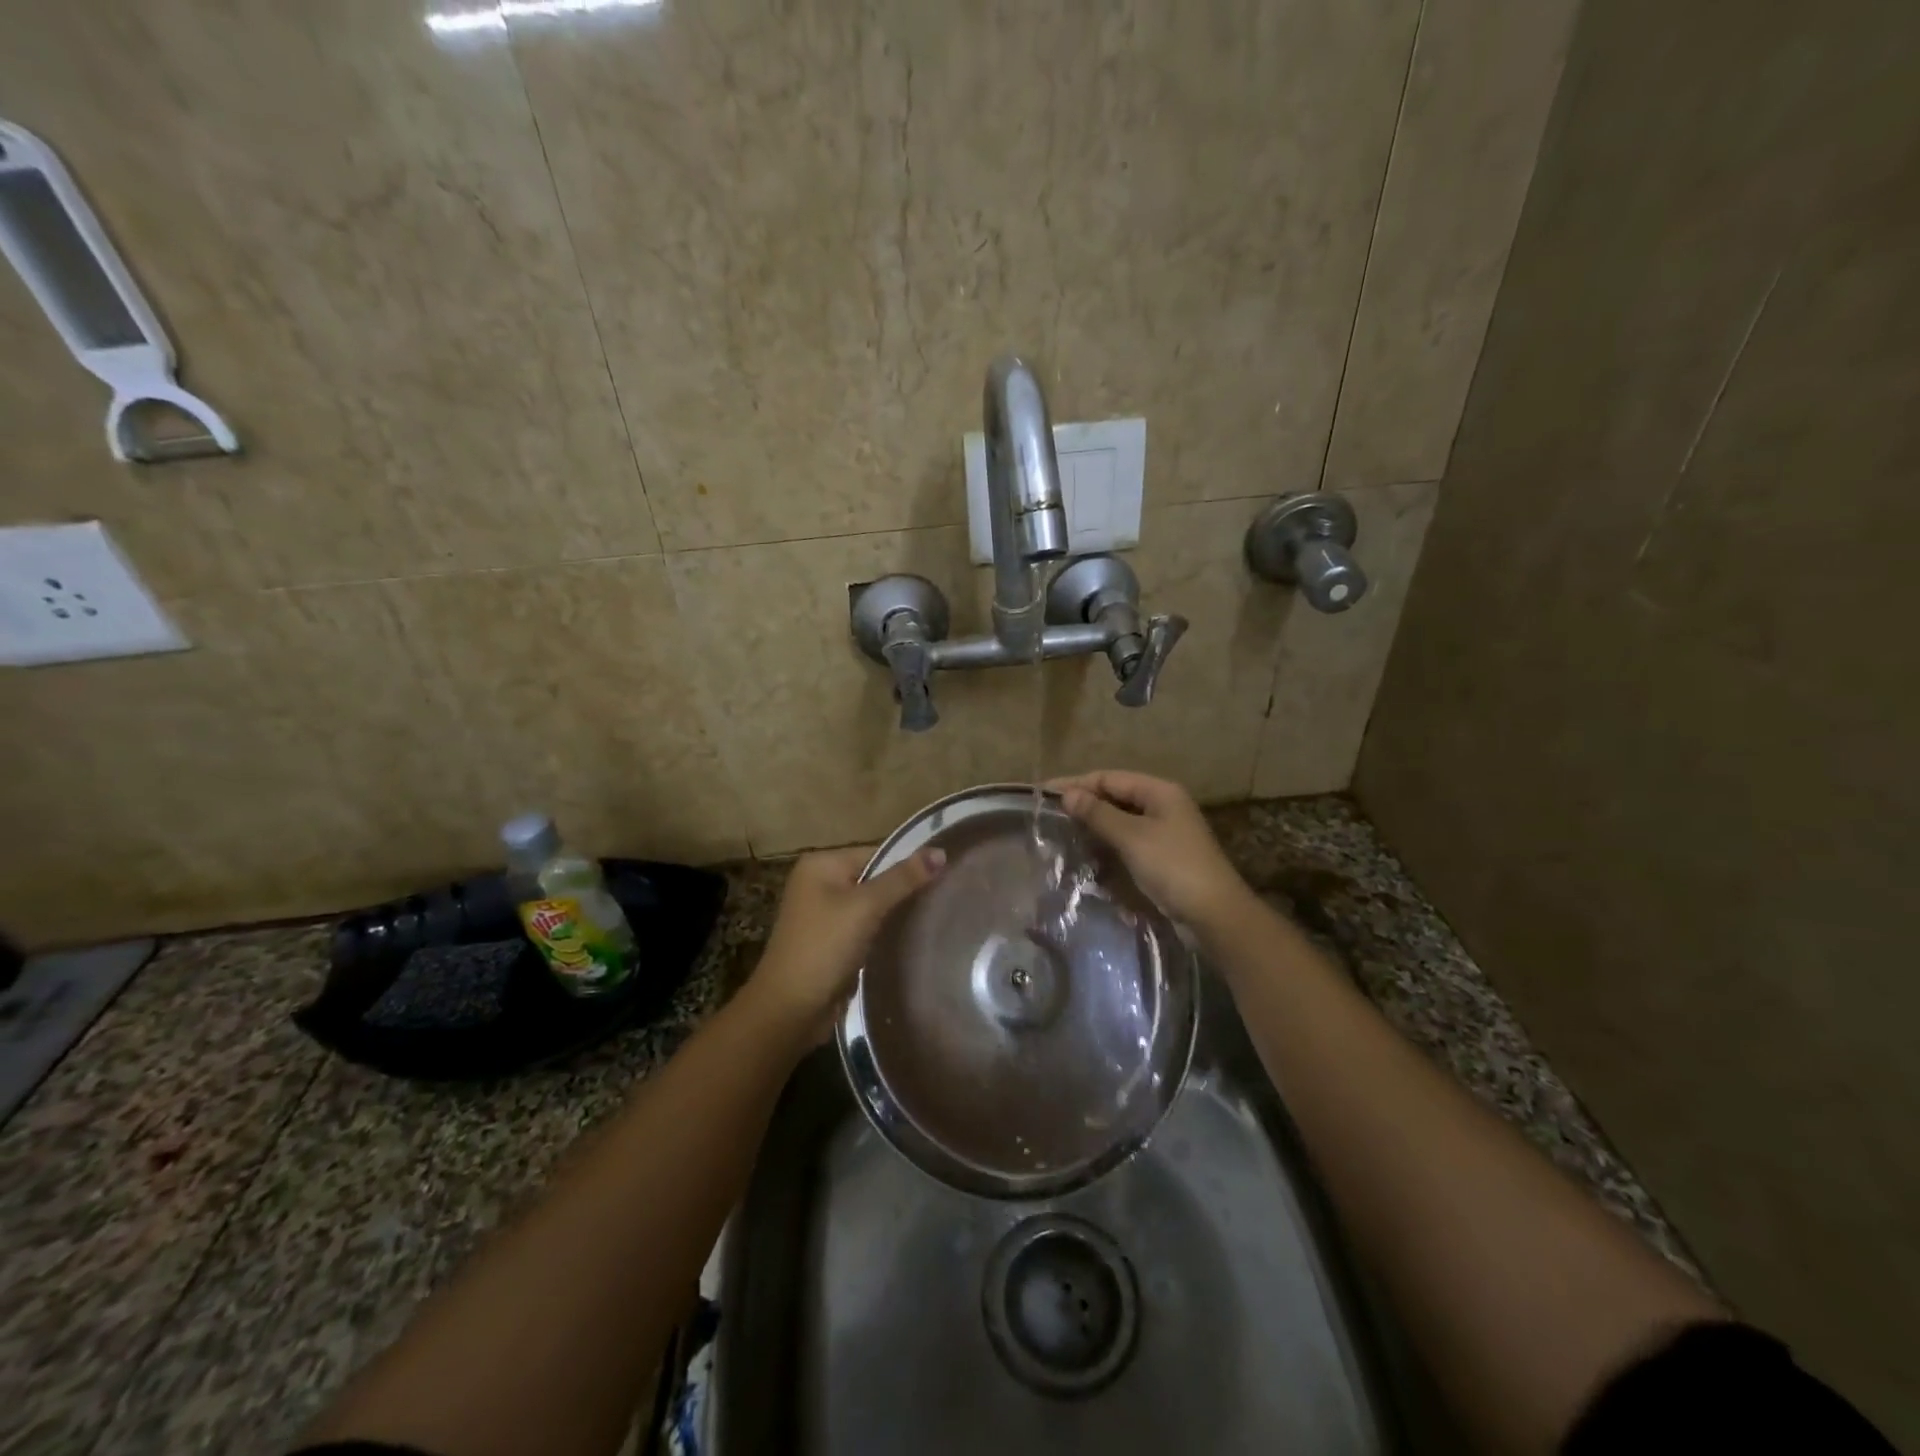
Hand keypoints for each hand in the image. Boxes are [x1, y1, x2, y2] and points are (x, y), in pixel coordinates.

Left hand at [746, 844, 944, 1034]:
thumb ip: (902, 879)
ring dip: (898, 912)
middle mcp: (820, 883)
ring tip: (940, 915)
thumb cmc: (824, 948)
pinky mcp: (834, 941)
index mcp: (821, 864)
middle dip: (906, 889)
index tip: (948, 874)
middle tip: (948, 896)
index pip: (877, 853)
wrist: (790, 1010)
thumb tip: (941, 852)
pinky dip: (886, 931)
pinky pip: (868, 927)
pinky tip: (915, 937)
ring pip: (874, 905)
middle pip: (876, 877)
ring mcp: (825, 914)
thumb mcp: (865, 908)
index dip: (910, 864)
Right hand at [1049, 770, 1248, 929]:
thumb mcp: (1132, 837)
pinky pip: (1128, 841)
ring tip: (1062, 833)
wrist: (1214, 914)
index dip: (1076, 784)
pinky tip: (1087, 854)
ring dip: (1094, 826)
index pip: (1109, 778)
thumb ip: (1098, 813)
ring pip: (1121, 820)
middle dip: (1084, 804)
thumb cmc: (1173, 867)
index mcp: (1160, 791)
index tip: (1044, 794)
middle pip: (1115, 797)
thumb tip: (1068, 794)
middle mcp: (1163, 805)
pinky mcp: (1162, 856)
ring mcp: (1164, 832)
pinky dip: (1107, 844)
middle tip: (1049, 815)